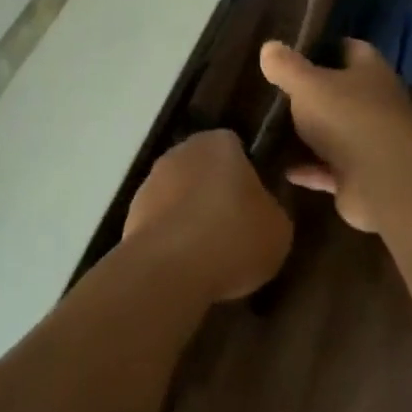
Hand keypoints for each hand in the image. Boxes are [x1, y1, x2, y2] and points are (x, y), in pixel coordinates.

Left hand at [123, 130, 292, 302]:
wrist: (170, 268)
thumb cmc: (234, 237)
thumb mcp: (278, 227)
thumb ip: (270, 208)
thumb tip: (259, 208)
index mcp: (219, 143)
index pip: (236, 148)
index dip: (247, 175)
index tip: (254, 205)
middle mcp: (181, 152)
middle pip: (204, 169)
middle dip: (215, 192)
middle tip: (235, 228)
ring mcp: (151, 180)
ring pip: (180, 194)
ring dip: (191, 214)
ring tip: (210, 253)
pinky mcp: (132, 212)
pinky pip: (161, 220)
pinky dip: (172, 236)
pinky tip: (186, 263)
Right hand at [258, 39, 411, 233]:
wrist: (384, 183)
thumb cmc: (347, 118)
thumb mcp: (307, 84)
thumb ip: (286, 66)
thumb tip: (269, 47)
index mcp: (371, 72)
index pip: (352, 49)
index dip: (326, 47)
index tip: (296, 51)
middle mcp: (378, 104)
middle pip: (344, 92)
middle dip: (316, 92)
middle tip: (279, 90)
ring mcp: (373, 142)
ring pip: (338, 132)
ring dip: (313, 134)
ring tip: (276, 129)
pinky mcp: (364, 176)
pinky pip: (331, 169)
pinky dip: (311, 169)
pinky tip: (285, 169)